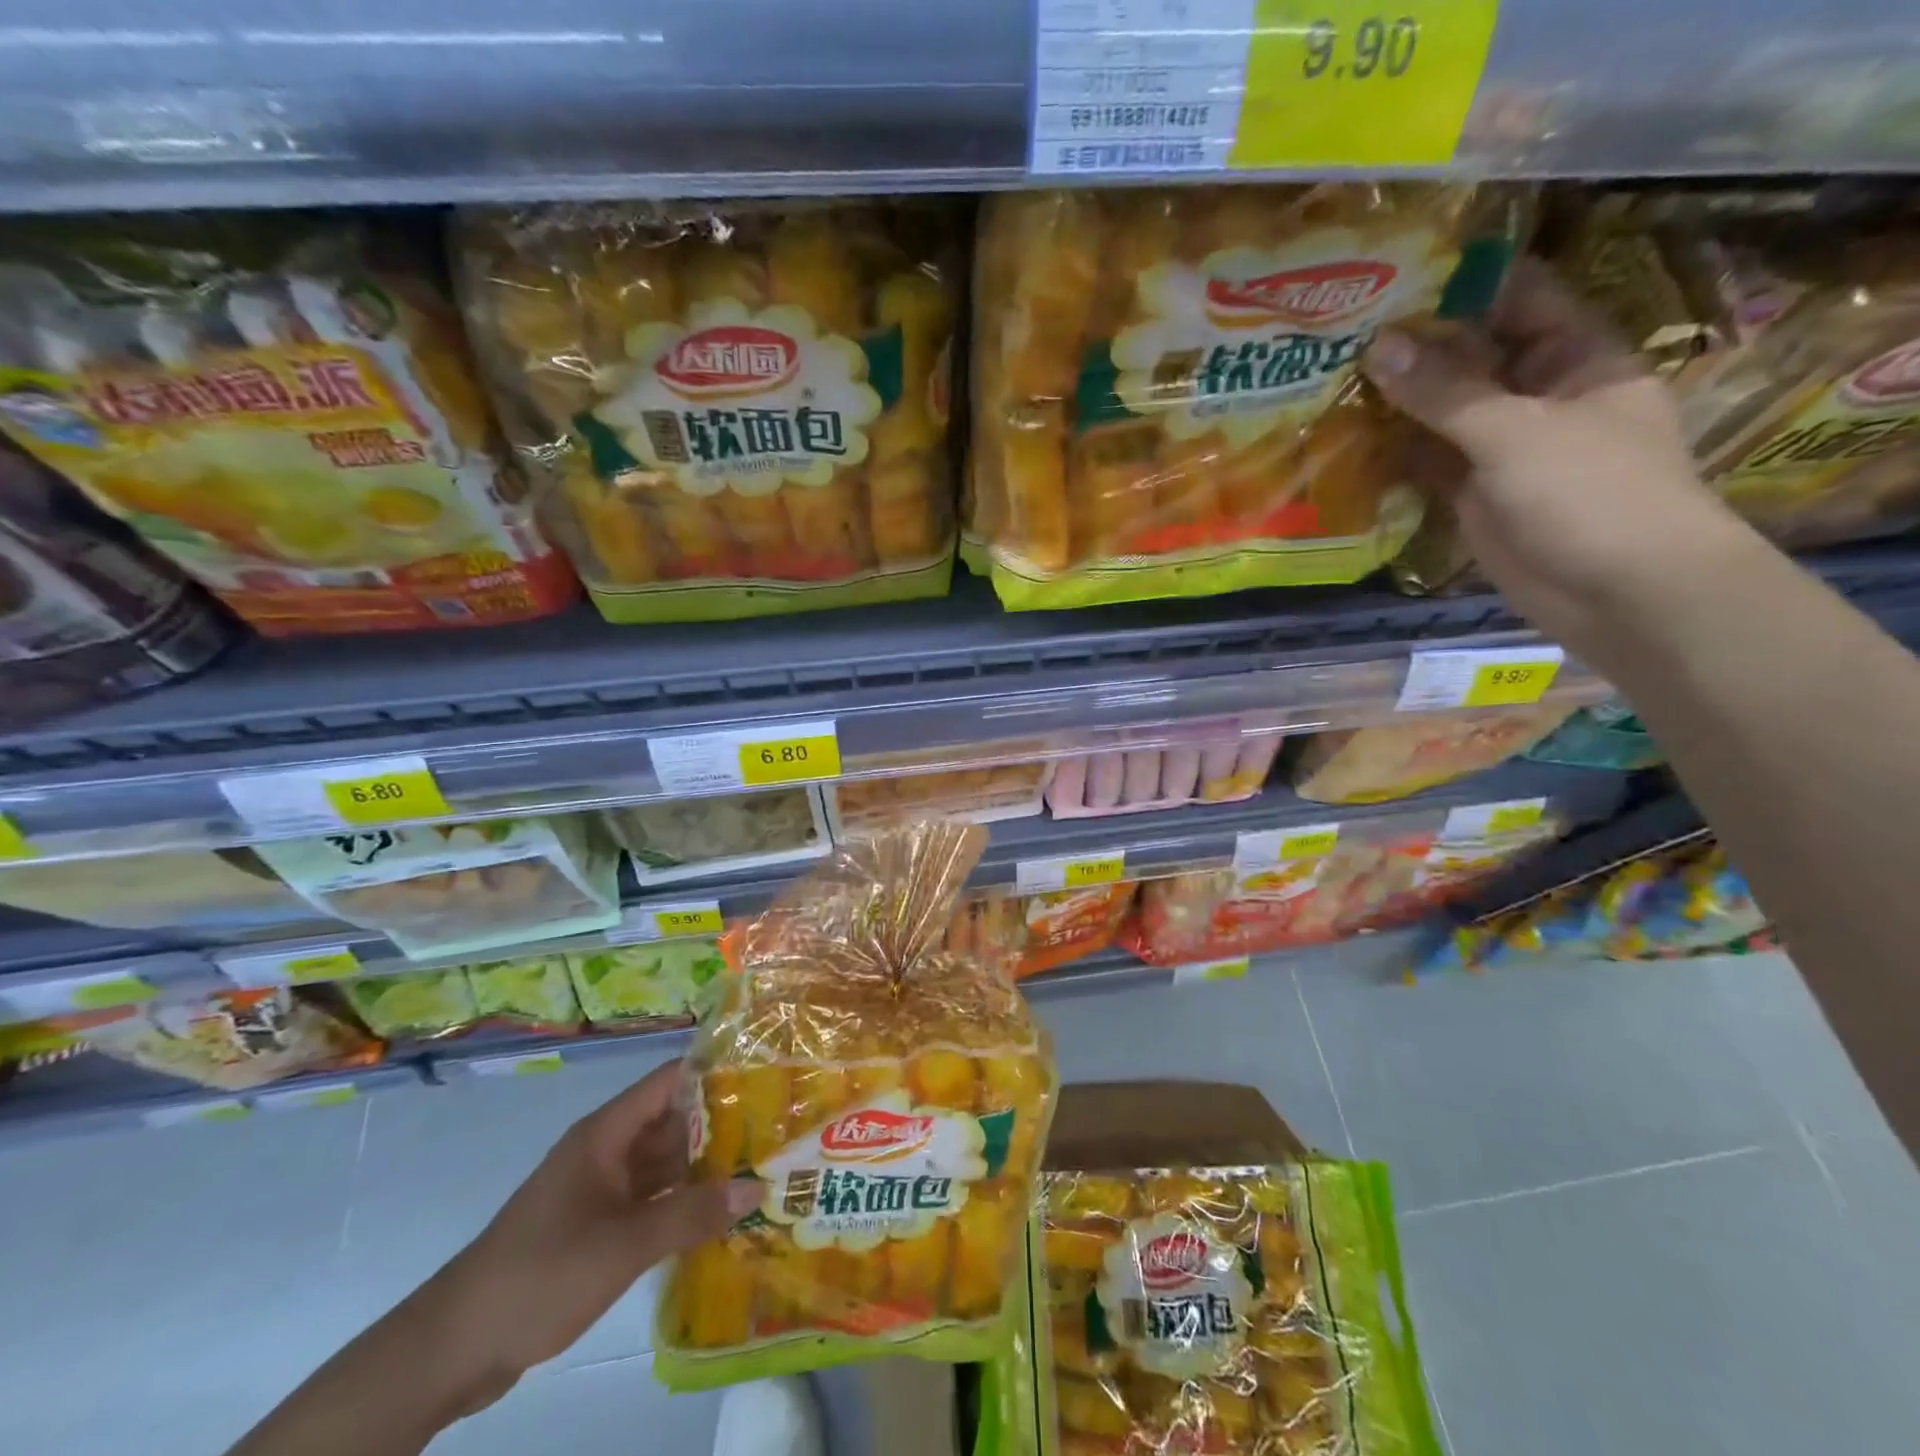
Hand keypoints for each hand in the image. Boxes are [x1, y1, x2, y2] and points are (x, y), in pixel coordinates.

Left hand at [423, 1059, 756, 1410]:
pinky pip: (650, 1201)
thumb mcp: (625, 1243)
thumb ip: (692, 1213)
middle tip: (777, 1129)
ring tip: (760, 1168)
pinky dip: (681, 1203)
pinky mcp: (595, 1226)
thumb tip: (757, 1187)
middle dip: (721, 1125)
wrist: (454, 1347)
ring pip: (663, 1165)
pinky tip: (718, 1215)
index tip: (764, 1075)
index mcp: (606, 1134)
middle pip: (672, 1122)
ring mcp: (600, 1190)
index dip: (715, 1071)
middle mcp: (606, 1151)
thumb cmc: (542, 1272)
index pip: (670, 1081)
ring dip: (704, 1168)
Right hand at [1363, 257, 1757, 656]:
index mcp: (1573, 357)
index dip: (1457, 287)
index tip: (1389, 281)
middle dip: (1411, 350)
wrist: (1618, 592)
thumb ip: (1445, 391)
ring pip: (1441, 414)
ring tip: (1328, 383)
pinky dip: (1393, 456)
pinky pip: (1428, 463)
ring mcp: (1502, 447)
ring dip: (1393, 404)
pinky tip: (1345, 442)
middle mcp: (1537, 394)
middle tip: (1339, 335)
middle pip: (1468, 358)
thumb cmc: (1590, 494)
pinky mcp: (1474, 494)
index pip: (1513, 300)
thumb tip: (1379, 346)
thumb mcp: (1516, 432)